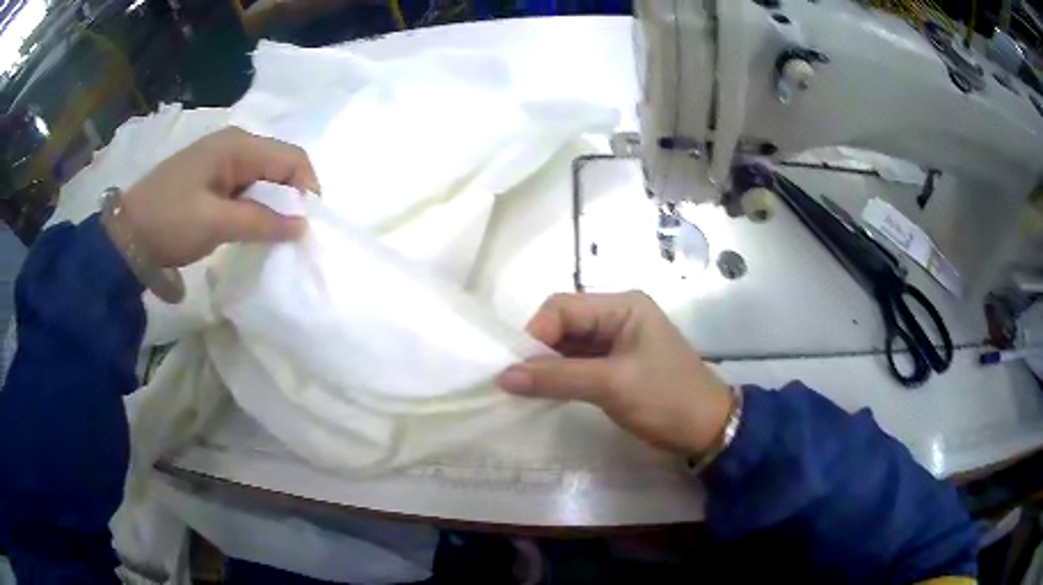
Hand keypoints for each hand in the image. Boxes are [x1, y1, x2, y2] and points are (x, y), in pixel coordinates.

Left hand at [119, 127, 320, 267]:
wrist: (126, 235)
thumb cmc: (169, 222)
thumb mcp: (215, 223)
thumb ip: (261, 221)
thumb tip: (302, 225)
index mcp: (237, 145)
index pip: (291, 157)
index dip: (307, 188)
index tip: (309, 225)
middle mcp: (233, 143)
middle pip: (279, 164)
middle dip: (291, 197)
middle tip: (292, 233)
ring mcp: (220, 159)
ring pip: (263, 176)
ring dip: (273, 203)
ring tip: (273, 234)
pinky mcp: (211, 176)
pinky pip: (246, 186)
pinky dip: (255, 206)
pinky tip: (251, 226)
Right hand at [497, 291, 733, 455]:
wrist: (706, 430)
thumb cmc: (666, 398)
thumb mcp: (612, 385)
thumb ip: (557, 378)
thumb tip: (503, 377)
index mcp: (623, 306)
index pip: (563, 308)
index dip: (535, 334)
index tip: (515, 368)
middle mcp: (617, 316)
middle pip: (563, 323)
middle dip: (538, 350)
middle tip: (517, 381)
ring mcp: (616, 342)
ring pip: (568, 345)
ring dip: (547, 365)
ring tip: (524, 388)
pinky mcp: (615, 365)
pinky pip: (578, 364)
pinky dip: (560, 376)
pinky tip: (544, 391)